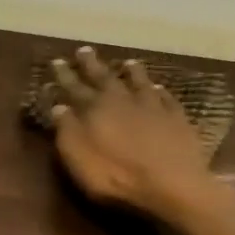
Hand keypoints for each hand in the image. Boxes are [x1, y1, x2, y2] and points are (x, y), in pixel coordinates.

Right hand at [44, 47, 216, 222]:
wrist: (172, 184)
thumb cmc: (117, 176)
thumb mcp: (79, 157)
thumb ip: (68, 130)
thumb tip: (59, 106)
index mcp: (96, 109)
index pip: (75, 87)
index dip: (65, 75)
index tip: (57, 61)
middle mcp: (124, 100)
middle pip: (106, 77)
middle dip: (93, 65)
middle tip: (85, 50)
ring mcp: (154, 107)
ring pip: (140, 82)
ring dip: (132, 72)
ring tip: (128, 62)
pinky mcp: (177, 119)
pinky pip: (166, 98)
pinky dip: (160, 91)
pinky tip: (160, 88)